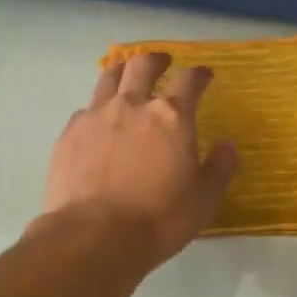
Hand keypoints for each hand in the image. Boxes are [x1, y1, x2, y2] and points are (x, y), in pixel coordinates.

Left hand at [40, 51, 236, 268]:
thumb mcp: (203, 199)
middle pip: (142, 65)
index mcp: (172, 117)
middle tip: (162, 62)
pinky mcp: (69, 134)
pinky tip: (97, 122)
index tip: (204, 74)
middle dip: (156, 59)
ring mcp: (96, 116)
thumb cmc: (159, 218)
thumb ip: (219, 168)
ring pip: (108, 78)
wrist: (94, 236)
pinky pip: (85, 110)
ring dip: (121, 71)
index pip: (190, 81)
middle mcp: (133, 106)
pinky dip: (96, 109)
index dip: (199, 74)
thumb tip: (228, 146)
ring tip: (125, 75)